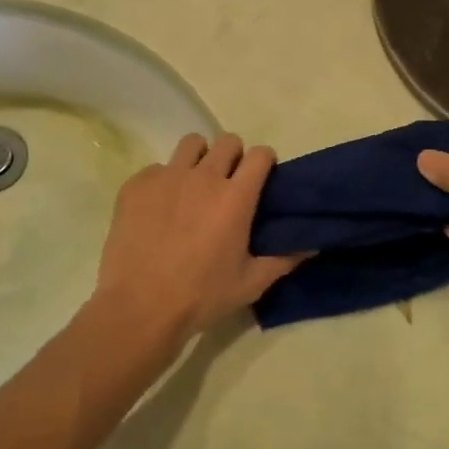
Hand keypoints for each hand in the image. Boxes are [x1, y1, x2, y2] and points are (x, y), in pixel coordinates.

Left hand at [93, 132, 307, 344]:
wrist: (140, 306)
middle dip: (233, 156)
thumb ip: (284, 259)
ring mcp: (167, 177)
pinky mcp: (136, 185)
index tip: (261, 177)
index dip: (264, 162)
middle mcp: (204, 177)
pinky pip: (156, 168)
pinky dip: (163, 181)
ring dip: (199, 158)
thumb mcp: (251, 283)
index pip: (260, 154)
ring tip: (194, 185)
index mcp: (236, 197)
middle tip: (228, 183)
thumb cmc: (202, 296)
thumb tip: (312, 244)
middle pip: (227, 141)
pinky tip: (159, 209)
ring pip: (191, 144)